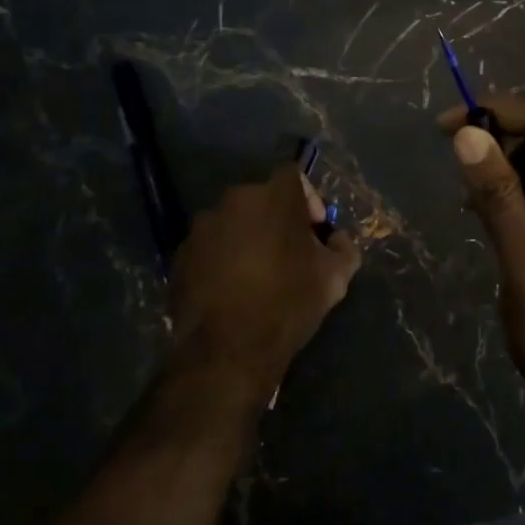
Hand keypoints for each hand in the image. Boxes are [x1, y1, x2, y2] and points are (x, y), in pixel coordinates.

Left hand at [168, 164, 360, 408]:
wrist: (227, 349)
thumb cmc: (288, 303)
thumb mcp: (335, 277)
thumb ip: (344, 248)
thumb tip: (336, 239)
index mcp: (274, 196)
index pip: (294, 175)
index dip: (308, 198)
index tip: (314, 230)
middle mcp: (235, 200)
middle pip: (262, 199)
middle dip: (278, 220)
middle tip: (289, 254)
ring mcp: (202, 227)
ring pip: (234, 223)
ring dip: (248, 238)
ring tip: (258, 275)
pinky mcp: (181, 254)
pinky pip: (210, 247)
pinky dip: (222, 259)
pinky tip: (232, 290)